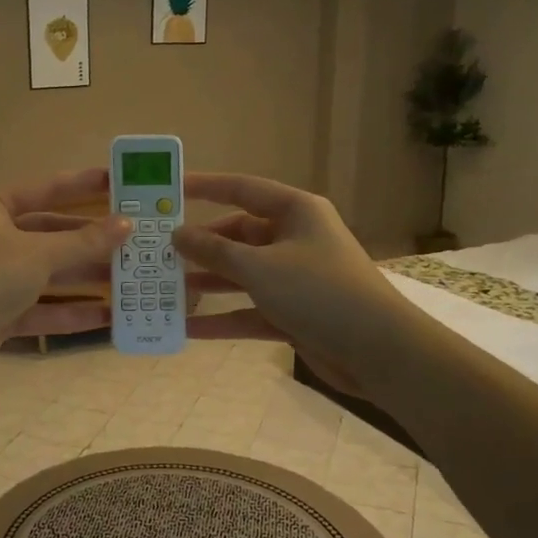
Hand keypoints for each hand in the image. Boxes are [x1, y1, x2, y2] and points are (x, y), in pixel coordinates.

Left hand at [0, 168, 129, 377]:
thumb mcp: (41, 253)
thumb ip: (85, 241)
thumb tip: (127, 224)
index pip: (46, 189)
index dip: (81, 185)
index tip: (116, 183)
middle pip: (53, 235)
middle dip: (92, 241)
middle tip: (132, 240)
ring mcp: (1, 279)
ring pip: (52, 274)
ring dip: (88, 277)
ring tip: (129, 279)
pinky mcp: (5, 314)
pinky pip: (46, 309)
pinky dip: (73, 312)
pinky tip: (108, 316)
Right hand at [174, 173, 396, 394]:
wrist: (378, 351)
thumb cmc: (318, 292)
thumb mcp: (259, 267)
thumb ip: (214, 250)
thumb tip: (177, 234)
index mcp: (295, 212)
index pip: (242, 189)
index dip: (205, 186)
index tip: (169, 189)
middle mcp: (294, 239)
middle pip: (238, 236)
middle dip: (201, 247)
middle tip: (158, 253)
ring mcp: (294, 278)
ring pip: (241, 275)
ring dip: (208, 283)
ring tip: (164, 290)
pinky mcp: (294, 313)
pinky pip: (250, 310)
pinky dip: (223, 318)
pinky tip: (188, 329)